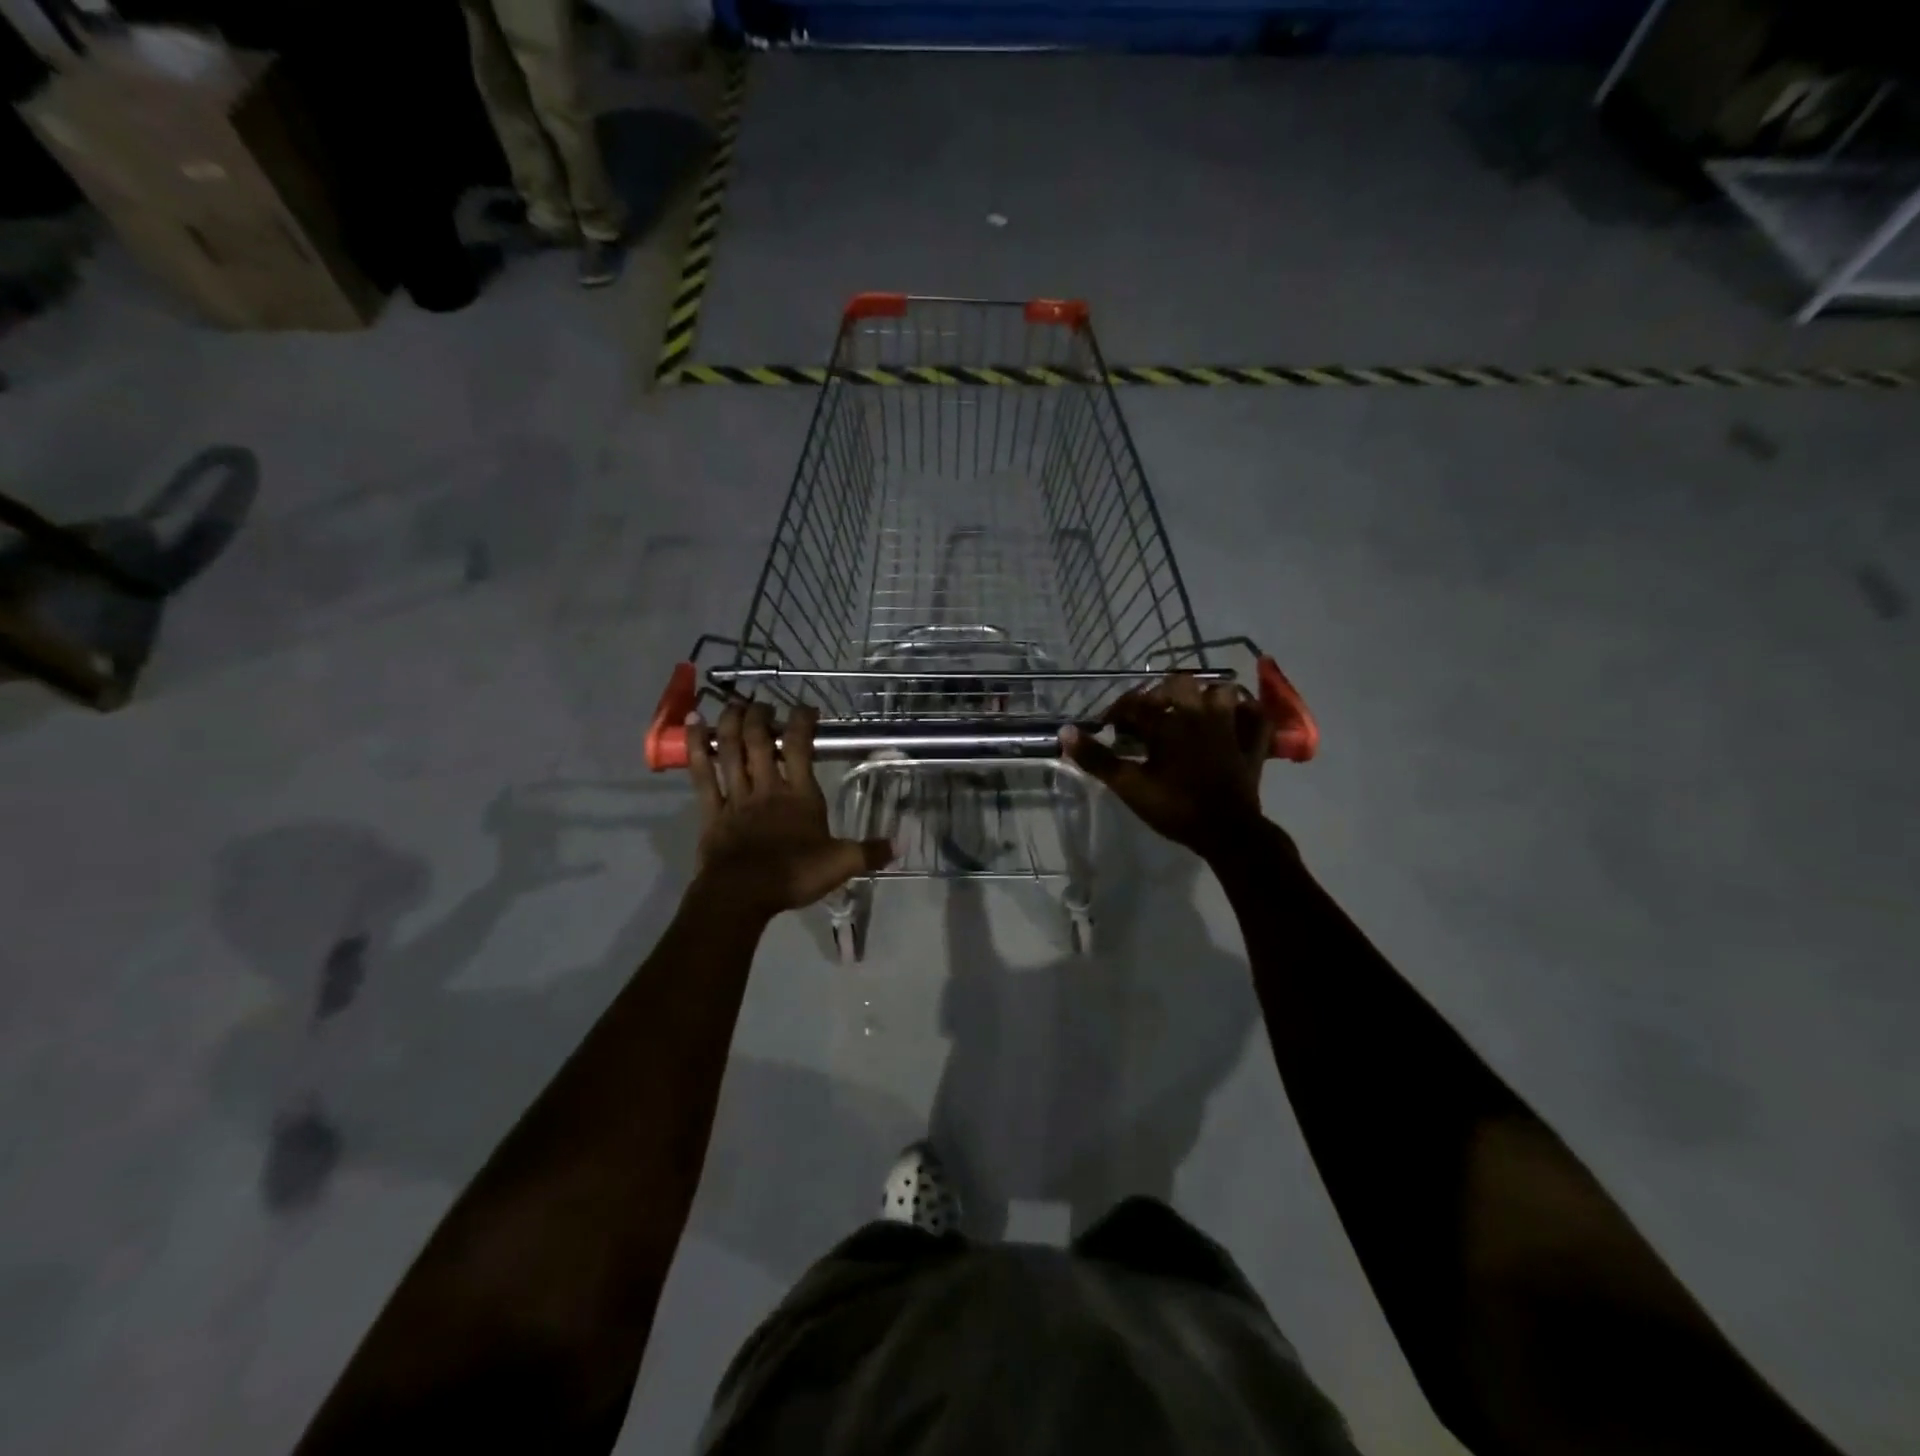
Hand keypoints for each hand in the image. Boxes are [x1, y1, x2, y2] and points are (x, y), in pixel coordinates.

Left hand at [686, 701, 892, 917]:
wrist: (742, 895)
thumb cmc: (793, 875)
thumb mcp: (841, 865)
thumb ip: (869, 852)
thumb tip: (898, 845)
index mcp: (800, 796)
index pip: (801, 748)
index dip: (802, 722)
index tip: (806, 708)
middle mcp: (767, 788)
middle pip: (760, 741)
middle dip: (761, 717)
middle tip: (763, 704)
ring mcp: (736, 797)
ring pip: (731, 750)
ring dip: (731, 723)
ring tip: (734, 704)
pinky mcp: (711, 811)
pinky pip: (702, 773)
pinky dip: (695, 747)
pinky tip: (693, 723)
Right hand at [1063, 674, 1274, 860]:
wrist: (1228, 832)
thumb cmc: (1175, 807)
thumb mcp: (1129, 786)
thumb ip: (1097, 759)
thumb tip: (1065, 732)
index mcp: (1168, 723)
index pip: (1135, 704)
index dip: (1117, 711)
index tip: (1107, 726)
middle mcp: (1200, 714)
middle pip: (1178, 685)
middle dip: (1159, 694)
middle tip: (1148, 715)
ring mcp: (1230, 726)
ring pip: (1220, 691)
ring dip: (1203, 696)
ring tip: (1189, 711)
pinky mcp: (1253, 743)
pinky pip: (1256, 715)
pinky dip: (1245, 711)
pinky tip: (1234, 717)